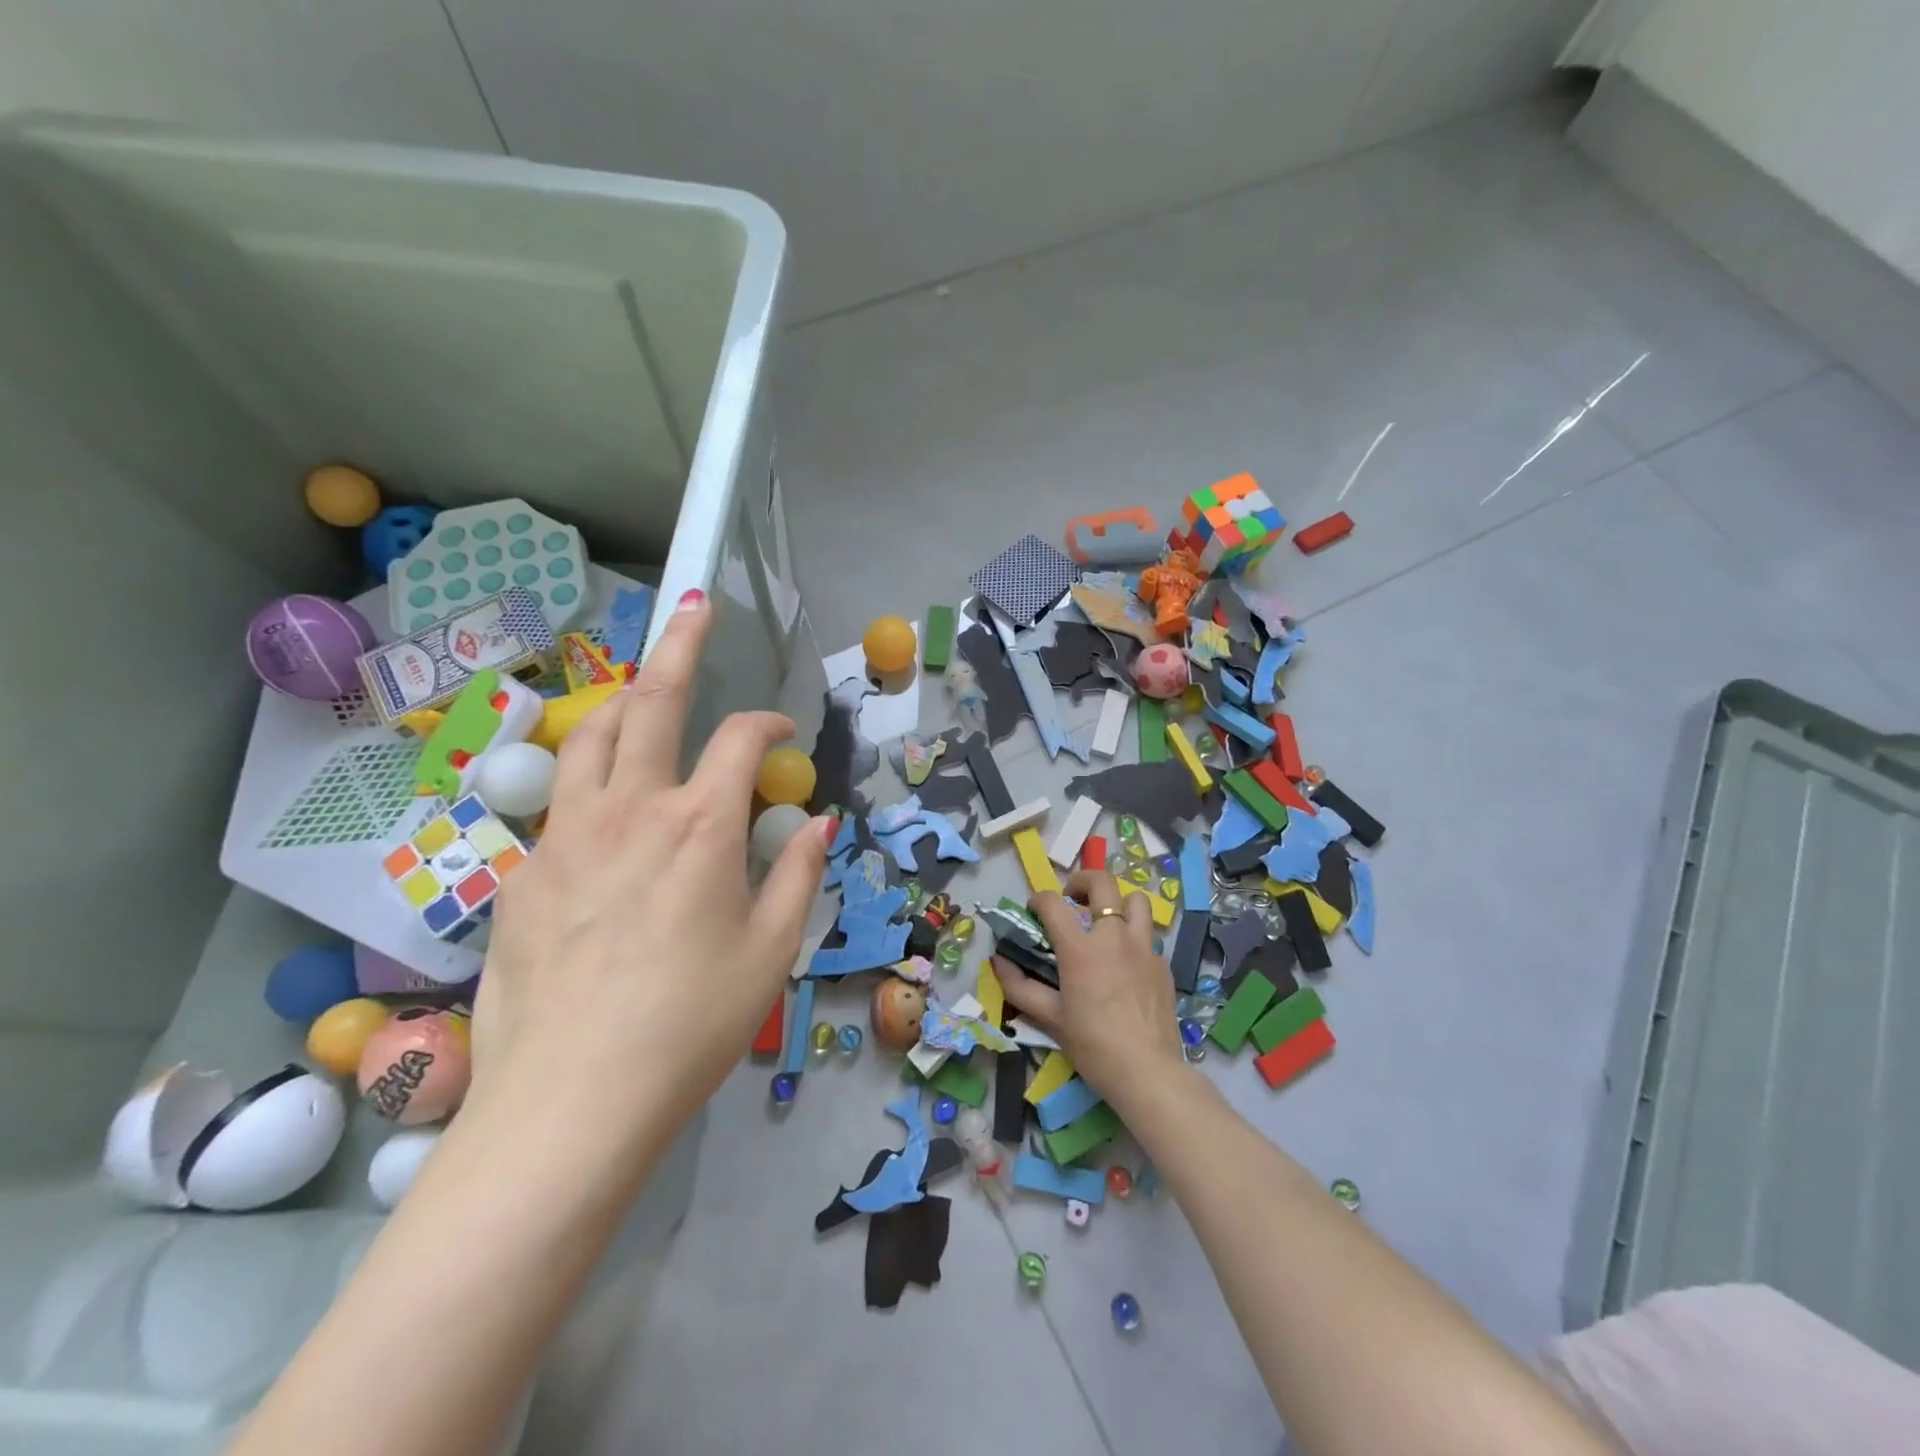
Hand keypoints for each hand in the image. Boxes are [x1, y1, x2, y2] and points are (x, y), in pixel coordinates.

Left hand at [470, 589, 833, 1149]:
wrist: (572, 1100)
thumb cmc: (691, 1024)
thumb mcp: (772, 950)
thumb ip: (798, 873)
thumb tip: (819, 822)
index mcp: (700, 826)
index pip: (741, 741)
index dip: (770, 725)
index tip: (786, 736)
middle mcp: (630, 809)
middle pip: (653, 700)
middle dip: (680, 644)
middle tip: (696, 608)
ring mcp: (566, 835)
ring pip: (590, 735)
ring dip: (624, 699)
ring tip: (642, 689)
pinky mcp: (522, 871)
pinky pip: (561, 802)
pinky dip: (592, 780)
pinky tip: (606, 813)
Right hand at [991, 870, 1184, 1104]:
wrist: (1148, 1072)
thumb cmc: (1093, 1045)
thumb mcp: (1050, 1018)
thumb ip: (1020, 987)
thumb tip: (997, 962)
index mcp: (1080, 948)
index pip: (1053, 903)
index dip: (1039, 899)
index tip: (1035, 909)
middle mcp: (1113, 936)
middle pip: (1102, 882)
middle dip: (1082, 880)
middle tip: (1072, 897)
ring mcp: (1143, 947)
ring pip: (1136, 900)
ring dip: (1117, 902)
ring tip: (1106, 920)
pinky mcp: (1163, 964)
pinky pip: (1148, 935)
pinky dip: (1133, 936)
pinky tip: (1125, 961)